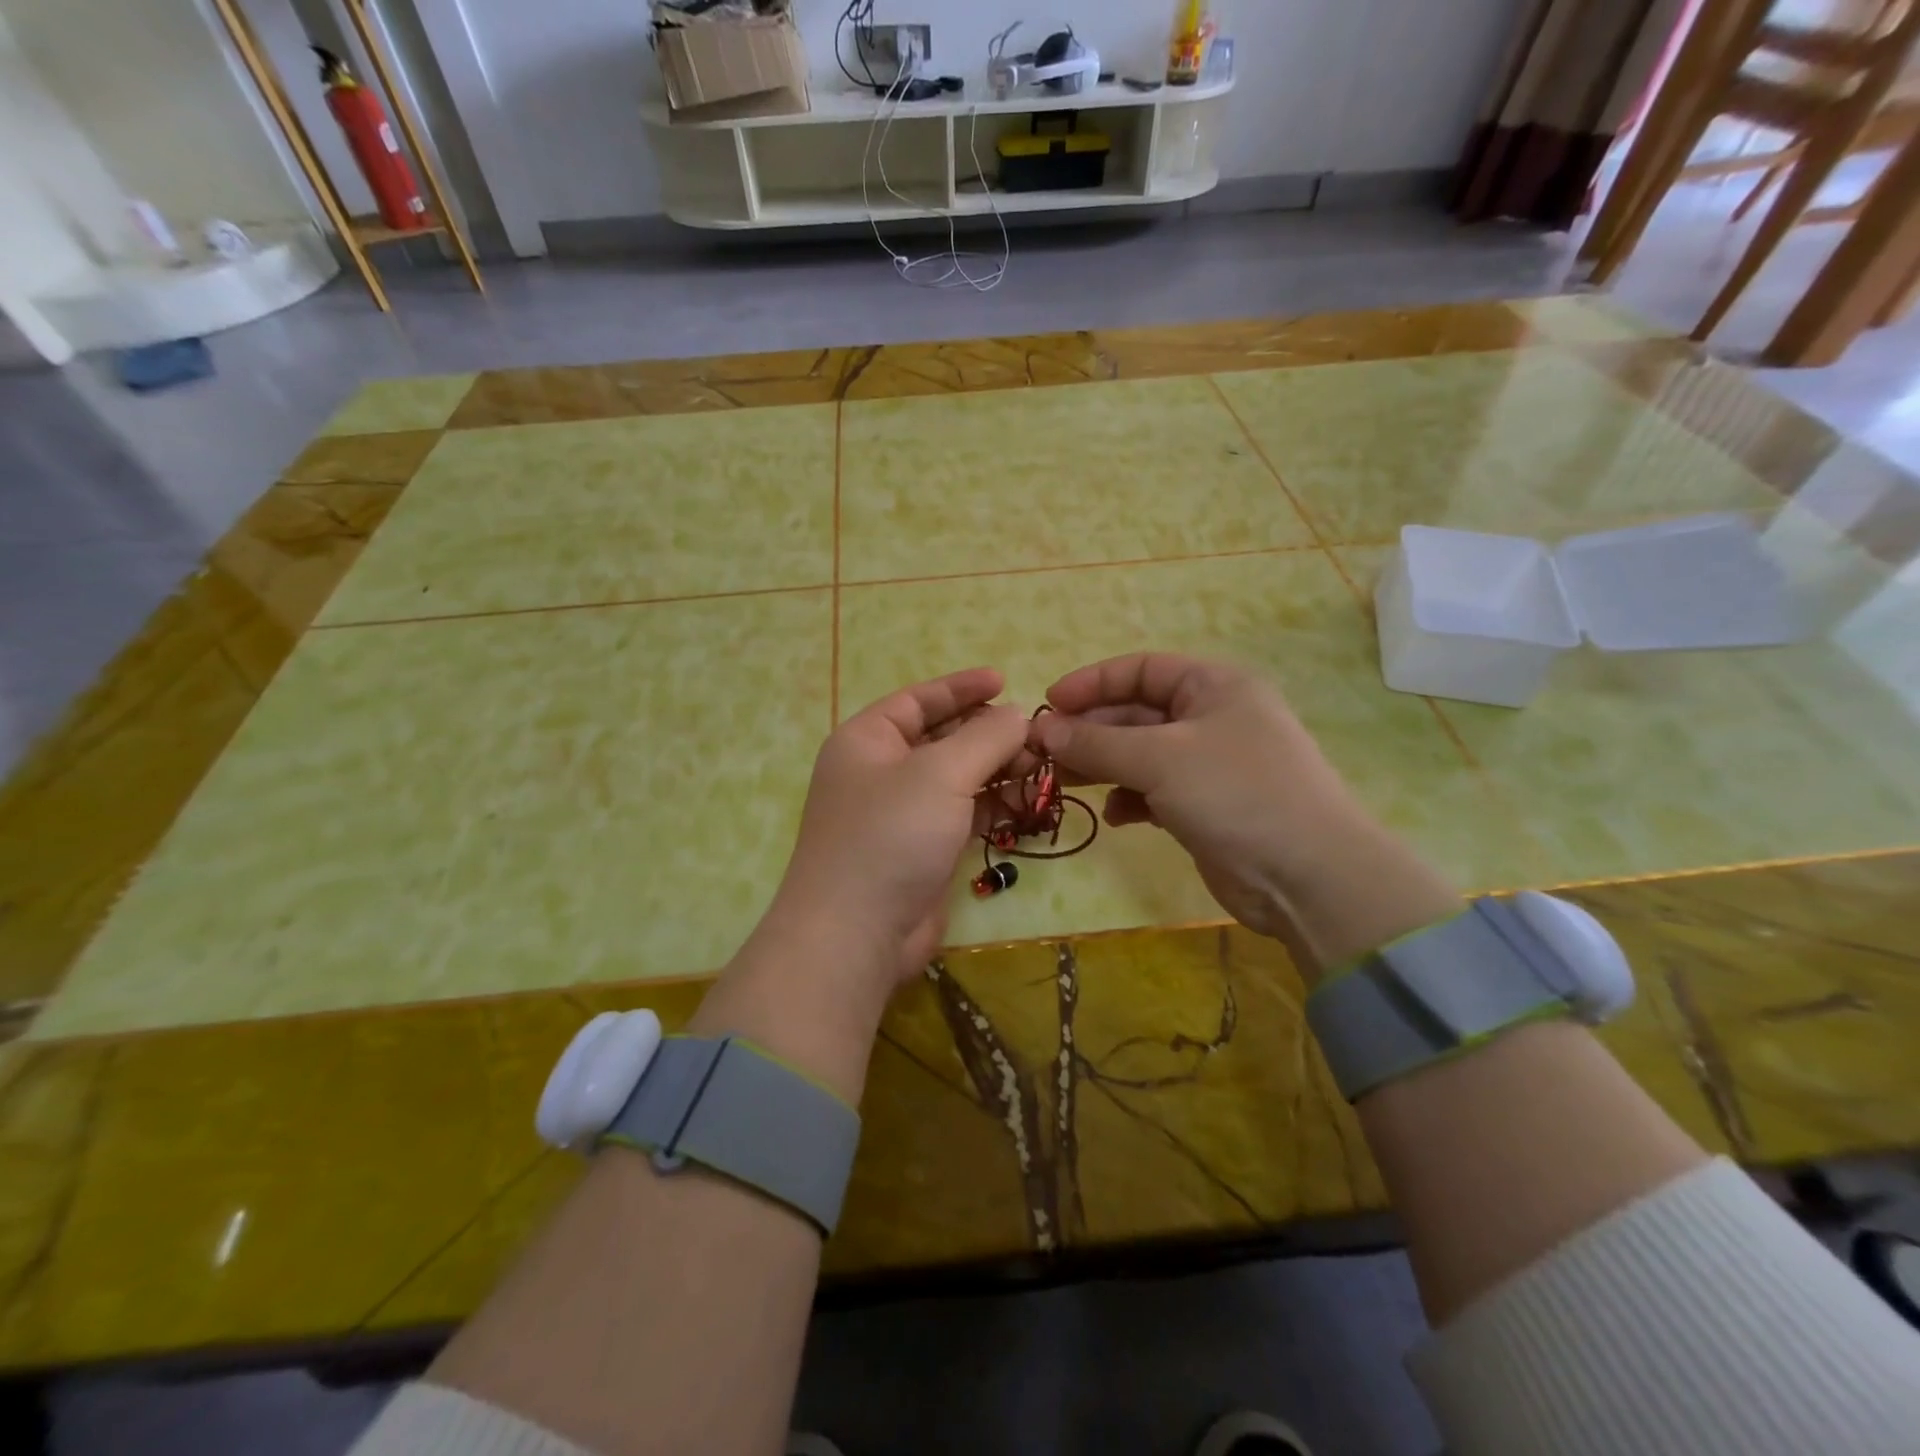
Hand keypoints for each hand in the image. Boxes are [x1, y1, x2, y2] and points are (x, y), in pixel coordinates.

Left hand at [756, 668, 1028, 992]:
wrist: (856, 934)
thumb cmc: (890, 835)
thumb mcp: (940, 773)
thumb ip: (985, 738)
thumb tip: (1018, 716)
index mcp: (867, 740)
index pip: (918, 700)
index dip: (961, 688)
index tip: (1006, 681)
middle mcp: (880, 773)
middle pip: (941, 739)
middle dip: (988, 734)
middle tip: (1036, 736)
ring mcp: (900, 815)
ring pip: (956, 779)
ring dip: (996, 771)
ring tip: (1041, 768)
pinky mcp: (921, 851)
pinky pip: (961, 815)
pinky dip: (992, 807)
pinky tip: (1027, 803)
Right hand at [1031, 654, 1458, 974]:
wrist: (1308, 876)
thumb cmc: (1236, 794)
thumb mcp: (1159, 759)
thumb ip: (1097, 743)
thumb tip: (1042, 730)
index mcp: (1213, 686)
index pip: (1140, 669)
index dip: (1092, 683)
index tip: (1048, 706)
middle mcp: (1212, 717)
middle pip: (1136, 713)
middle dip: (1090, 732)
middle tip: (1043, 754)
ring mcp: (1210, 764)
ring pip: (1140, 754)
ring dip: (1103, 766)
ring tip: (1063, 784)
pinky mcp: (1206, 806)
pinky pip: (1154, 791)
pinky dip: (1130, 799)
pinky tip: (1114, 817)